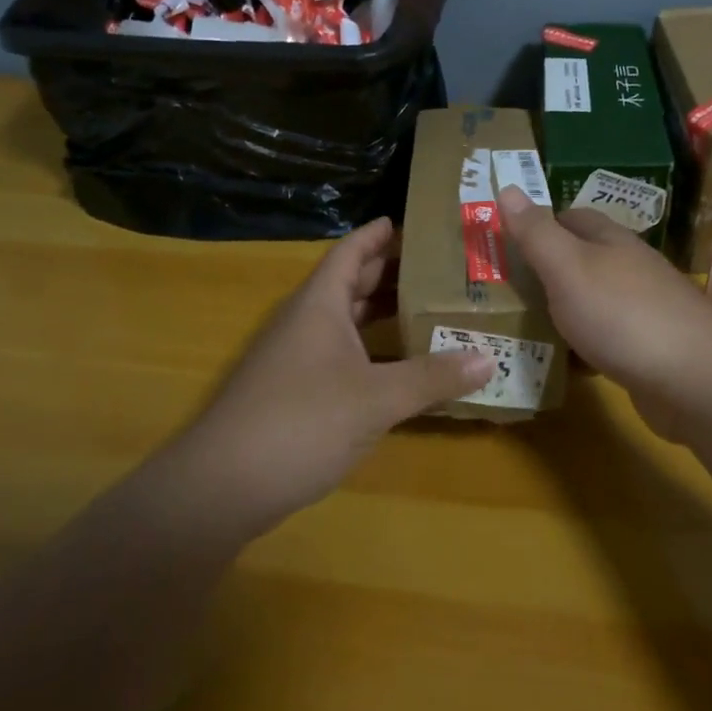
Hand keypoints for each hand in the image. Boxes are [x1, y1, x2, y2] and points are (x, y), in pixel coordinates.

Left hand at [169, 218, 493, 530]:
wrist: (221, 488)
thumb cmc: (301, 422)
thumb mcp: (376, 398)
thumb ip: (432, 377)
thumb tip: (490, 359)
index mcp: (320, 304)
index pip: (352, 251)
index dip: (379, 234)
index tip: (413, 222)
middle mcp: (306, 322)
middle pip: (350, 282)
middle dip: (390, 271)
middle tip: (439, 265)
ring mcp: (296, 358)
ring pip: (345, 321)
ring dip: (381, 312)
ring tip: (429, 307)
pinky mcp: (294, 392)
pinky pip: (341, 354)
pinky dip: (371, 351)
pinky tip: (399, 366)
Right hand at [496, 187, 711, 440]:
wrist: (696, 380)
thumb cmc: (623, 315)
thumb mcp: (568, 267)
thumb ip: (536, 232)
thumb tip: (507, 187)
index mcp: (611, 240)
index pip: (570, 217)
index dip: (538, 225)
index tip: (504, 244)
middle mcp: (630, 267)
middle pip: (582, 259)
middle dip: (546, 271)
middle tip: (503, 290)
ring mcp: (644, 309)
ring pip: (593, 300)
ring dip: (563, 310)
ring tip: (522, 327)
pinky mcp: (650, 349)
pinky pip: (606, 339)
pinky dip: (583, 347)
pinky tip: (565, 364)